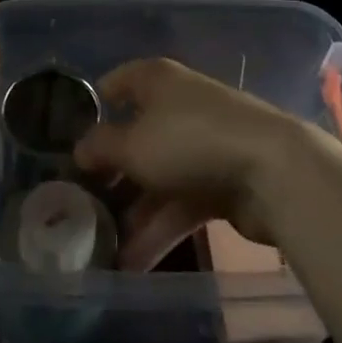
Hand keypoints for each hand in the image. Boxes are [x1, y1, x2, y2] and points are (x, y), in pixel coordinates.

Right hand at [73, 58, 310, 268]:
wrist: (273, 172)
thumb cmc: (190, 140)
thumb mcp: (132, 144)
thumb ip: (101, 147)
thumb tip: (78, 149)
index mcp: (157, 81)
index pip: (118, 83)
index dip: (95, 106)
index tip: (68, 137)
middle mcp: (178, 105)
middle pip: (136, 136)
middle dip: (111, 172)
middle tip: (81, 203)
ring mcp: (202, 145)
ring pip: (157, 177)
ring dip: (133, 213)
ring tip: (102, 249)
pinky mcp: (221, 182)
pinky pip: (180, 203)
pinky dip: (159, 229)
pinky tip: (133, 262)